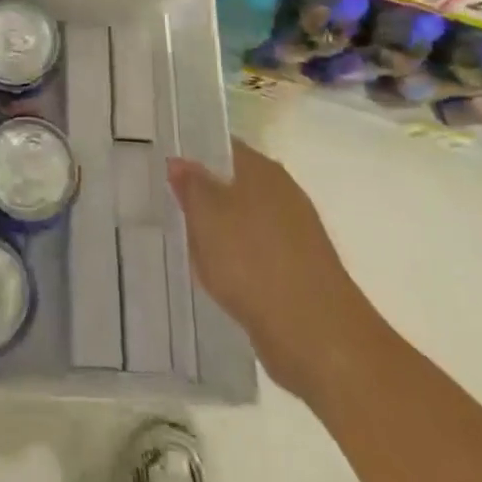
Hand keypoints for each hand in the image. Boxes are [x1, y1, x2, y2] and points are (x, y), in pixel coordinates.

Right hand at [168, 142, 369, 398]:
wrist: (316, 335)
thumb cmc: (253, 262)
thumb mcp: (206, 215)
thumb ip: (191, 185)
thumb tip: (180, 161)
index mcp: (262, 170)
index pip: (221, 147)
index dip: (193, 154)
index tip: (166, 169)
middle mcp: (282, 193)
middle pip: (232, 184)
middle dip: (203, 196)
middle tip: (169, 207)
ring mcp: (294, 232)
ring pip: (242, 220)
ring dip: (218, 232)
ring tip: (187, 245)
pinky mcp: (298, 269)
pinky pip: (255, 253)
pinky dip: (236, 261)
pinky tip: (218, 276)